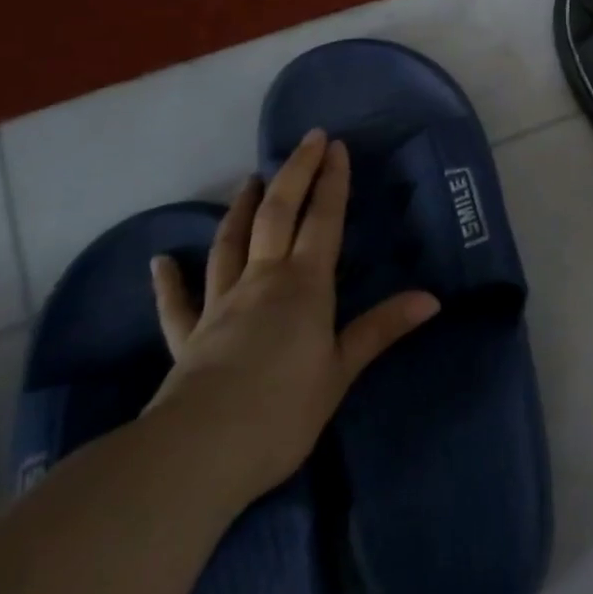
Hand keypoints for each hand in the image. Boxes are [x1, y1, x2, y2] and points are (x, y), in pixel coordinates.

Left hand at [144, 130, 438, 506]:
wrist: (198, 452)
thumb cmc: (283, 410)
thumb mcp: (342, 371)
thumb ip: (381, 329)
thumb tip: (432, 299)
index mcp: (305, 286)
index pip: (324, 221)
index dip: (332, 182)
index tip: (336, 147)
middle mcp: (262, 281)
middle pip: (278, 216)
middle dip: (294, 174)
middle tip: (306, 140)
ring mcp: (220, 306)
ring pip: (230, 244)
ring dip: (242, 209)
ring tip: (250, 181)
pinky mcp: (188, 338)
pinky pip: (177, 303)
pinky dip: (169, 280)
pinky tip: (160, 262)